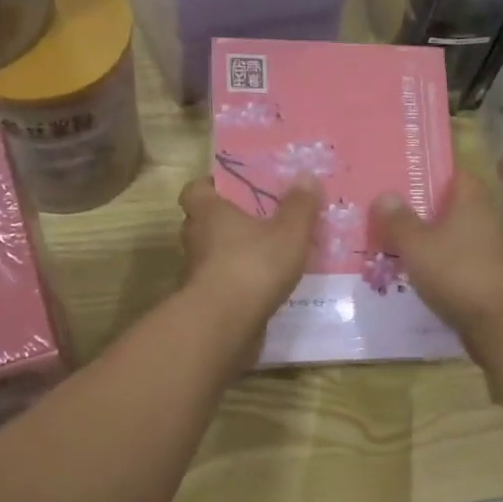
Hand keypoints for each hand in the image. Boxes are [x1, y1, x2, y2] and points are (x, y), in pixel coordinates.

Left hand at [177, 174, 320, 348]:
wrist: (224, 325)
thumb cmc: (253, 265)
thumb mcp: (289, 232)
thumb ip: (299, 206)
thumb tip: (306, 176)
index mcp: (209, 212)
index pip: (196, 190)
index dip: (211, 187)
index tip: (234, 189)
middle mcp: (196, 239)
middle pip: (204, 222)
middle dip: (228, 221)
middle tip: (258, 221)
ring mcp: (197, 273)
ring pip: (213, 255)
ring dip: (233, 255)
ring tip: (268, 256)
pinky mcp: (205, 302)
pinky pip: (222, 284)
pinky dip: (238, 284)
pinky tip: (265, 288)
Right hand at [372, 171, 502, 343]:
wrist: (498, 323)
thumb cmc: (457, 272)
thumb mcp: (417, 244)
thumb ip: (399, 220)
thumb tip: (385, 195)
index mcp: (471, 199)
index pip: (453, 172)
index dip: (430, 171)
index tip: (402, 175)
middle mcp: (483, 219)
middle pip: (449, 205)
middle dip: (420, 208)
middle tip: (386, 211)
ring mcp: (486, 249)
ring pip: (449, 235)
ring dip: (425, 239)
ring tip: (390, 242)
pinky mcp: (483, 277)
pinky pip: (452, 262)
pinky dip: (434, 264)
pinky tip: (410, 272)